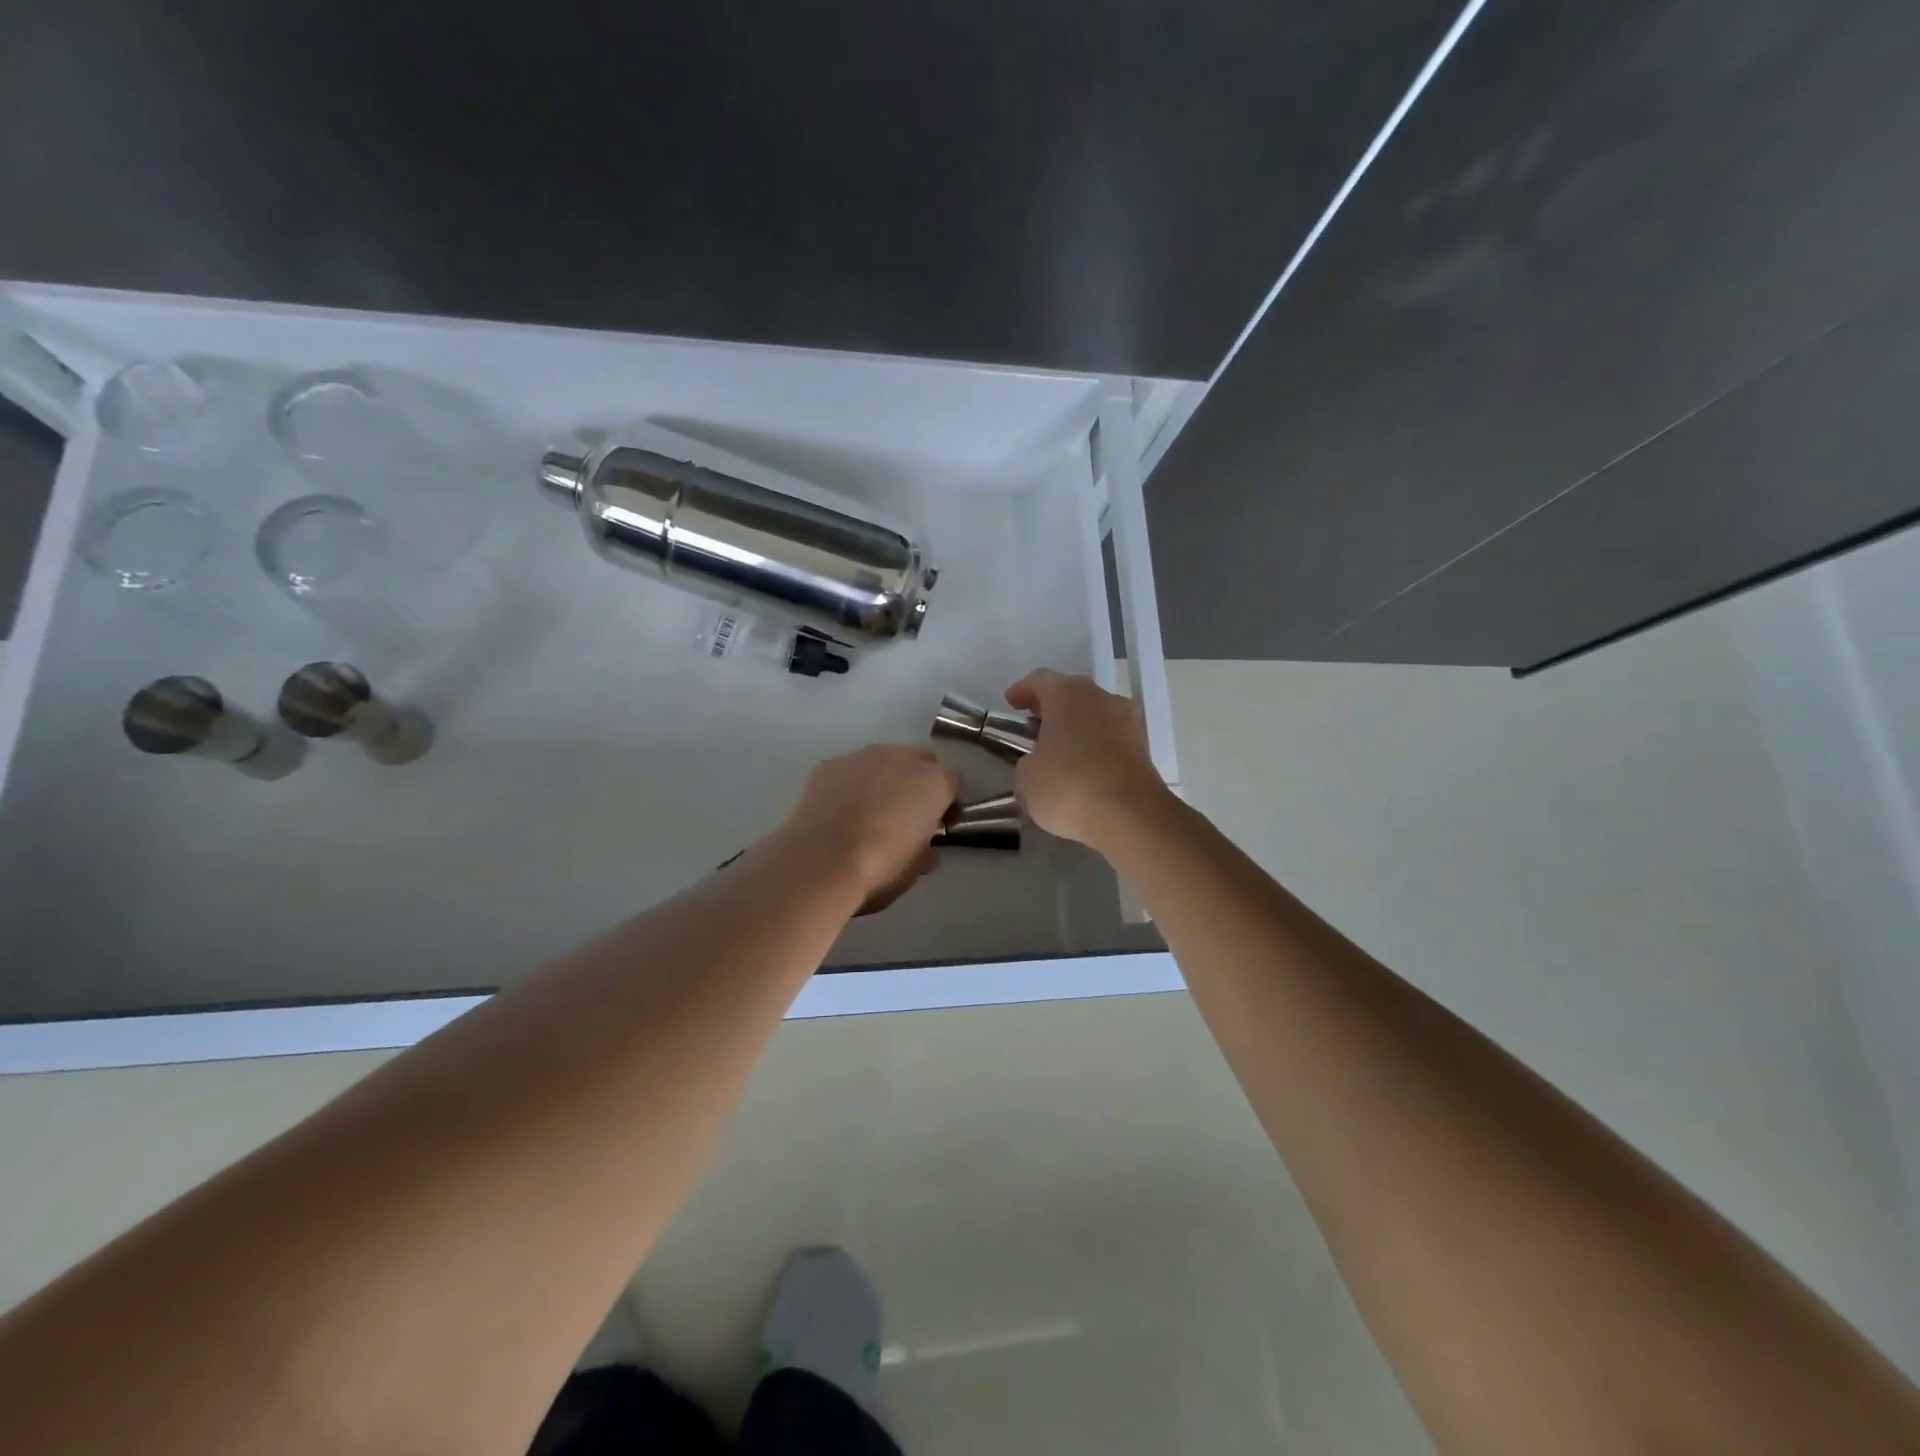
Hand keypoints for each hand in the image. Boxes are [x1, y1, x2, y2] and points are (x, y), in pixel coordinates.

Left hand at [780, 745, 957, 914]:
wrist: (821, 862)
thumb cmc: (881, 867)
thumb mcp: (916, 868)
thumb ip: (927, 850)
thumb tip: (925, 847)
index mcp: (934, 782)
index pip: (953, 781)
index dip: (948, 802)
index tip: (940, 823)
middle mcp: (902, 758)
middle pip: (920, 761)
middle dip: (917, 782)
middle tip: (906, 813)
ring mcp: (863, 756)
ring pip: (882, 761)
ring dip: (883, 779)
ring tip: (868, 811)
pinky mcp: (829, 764)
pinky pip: (849, 770)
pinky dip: (850, 784)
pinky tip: (839, 810)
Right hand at [1005, 670, 1169, 847]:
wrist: (1130, 815)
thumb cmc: (1068, 786)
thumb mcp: (1027, 777)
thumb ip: (1028, 760)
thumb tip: (1040, 761)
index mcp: (1067, 694)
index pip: (1040, 680)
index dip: (1023, 690)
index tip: (1011, 702)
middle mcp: (1100, 697)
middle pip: (1071, 692)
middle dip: (1051, 705)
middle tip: (1033, 721)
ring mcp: (1127, 719)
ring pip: (1094, 712)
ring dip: (1076, 724)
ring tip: (1059, 746)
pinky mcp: (1143, 746)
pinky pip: (1111, 736)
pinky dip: (1095, 743)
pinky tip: (1084, 764)